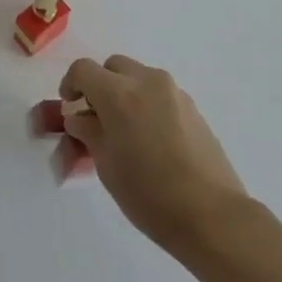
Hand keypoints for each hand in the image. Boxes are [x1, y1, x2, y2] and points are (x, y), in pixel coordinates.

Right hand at [60, 55, 245, 251]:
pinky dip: (147, 105)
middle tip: (96, 117)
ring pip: (139, 78)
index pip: (83, 69)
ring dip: (125, 94)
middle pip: (113, 67)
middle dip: (100, 85)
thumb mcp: (106, 165)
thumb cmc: (149, 193)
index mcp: (119, 93)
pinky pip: (160, 94)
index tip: (69, 106)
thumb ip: (88, 132)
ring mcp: (174, 92)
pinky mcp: (193, 108)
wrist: (211, 215)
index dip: (70, 84)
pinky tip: (151, 140)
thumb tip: (80, 118)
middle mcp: (147, 81)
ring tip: (125, 132)